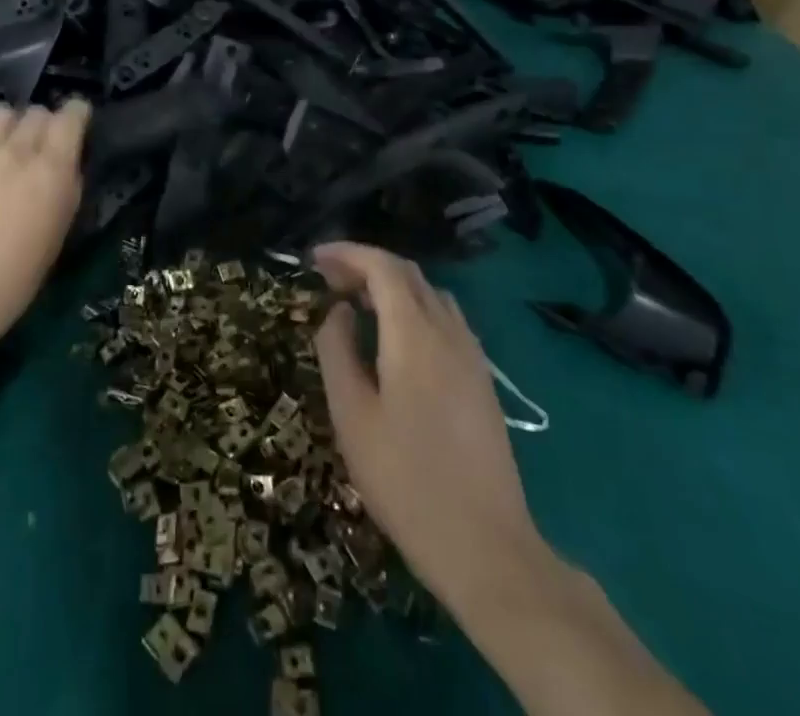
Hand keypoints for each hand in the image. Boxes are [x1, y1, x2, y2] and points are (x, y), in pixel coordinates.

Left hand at [0, 100, 90, 361]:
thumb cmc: (5, 289)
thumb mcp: (53, 243)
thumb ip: (64, 194)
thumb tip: (64, 169)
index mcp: (49, 173)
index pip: (70, 116)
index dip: (76, 116)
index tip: (75, 125)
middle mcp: (11, 152)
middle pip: (34, 112)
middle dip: (41, 126)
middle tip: (35, 150)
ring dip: (5, 128)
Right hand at [313, 242, 552, 618]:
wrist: (485, 545)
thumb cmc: (405, 478)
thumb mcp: (352, 415)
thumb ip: (337, 350)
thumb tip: (338, 311)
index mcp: (414, 333)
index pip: (382, 266)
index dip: (347, 253)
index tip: (314, 258)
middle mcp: (448, 330)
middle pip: (408, 274)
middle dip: (366, 265)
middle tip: (329, 280)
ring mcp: (471, 353)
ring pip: (429, 294)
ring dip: (392, 285)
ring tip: (357, 303)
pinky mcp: (481, 377)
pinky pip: (445, 318)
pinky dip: (414, 307)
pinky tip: (396, 337)